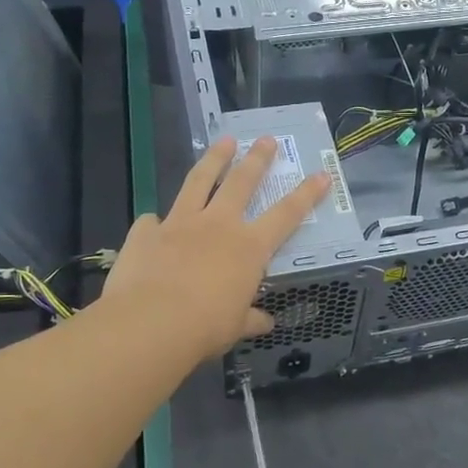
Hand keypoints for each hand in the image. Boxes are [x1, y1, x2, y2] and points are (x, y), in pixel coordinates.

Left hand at [101, 136, 327, 360]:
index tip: (321, 174)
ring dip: (214, 159)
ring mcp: (179, 223)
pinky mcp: (146, 232)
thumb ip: (250, 319)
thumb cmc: (205, 328)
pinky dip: (155, 222)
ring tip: (223, 141)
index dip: (306, 194)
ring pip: (199, 181)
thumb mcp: (235, 327)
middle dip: (257, 159)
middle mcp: (217, 225)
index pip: (287, 215)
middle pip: (242, 182)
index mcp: (249, 248)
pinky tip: (153, 222)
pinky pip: (152, 221)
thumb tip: (265, 322)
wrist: (150, 323)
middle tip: (265, 139)